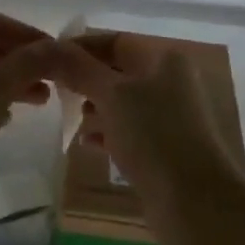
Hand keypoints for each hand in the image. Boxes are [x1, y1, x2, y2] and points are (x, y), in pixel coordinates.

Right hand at [48, 34, 244, 218]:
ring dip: (94, 106)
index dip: (82, 47)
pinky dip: (106, 132)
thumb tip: (49, 47)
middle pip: (119, 72)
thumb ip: (79, 69)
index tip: (49, 58)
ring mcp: (169, 118)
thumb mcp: (112, 95)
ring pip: (123, 103)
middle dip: (86, 79)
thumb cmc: (154, 135)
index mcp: (165, 59)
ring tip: (66, 115)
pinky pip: (129, 131)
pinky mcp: (165, 150)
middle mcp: (170, 82)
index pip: (116, 41)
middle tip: (53, 89)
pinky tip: (85, 143)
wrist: (196, 203)